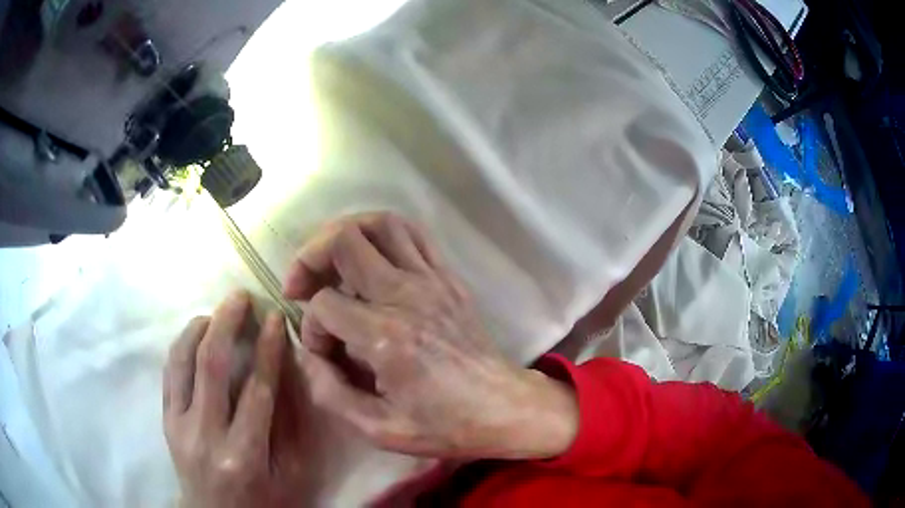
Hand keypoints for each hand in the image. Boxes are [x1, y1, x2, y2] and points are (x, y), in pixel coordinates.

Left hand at [163, 292, 306, 507]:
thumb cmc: (262, 501)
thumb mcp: (290, 475)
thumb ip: (289, 427)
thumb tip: (287, 375)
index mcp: (244, 454)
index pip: (256, 389)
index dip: (267, 349)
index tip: (274, 318)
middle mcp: (205, 434)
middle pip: (211, 365)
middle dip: (227, 323)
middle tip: (240, 297)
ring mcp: (179, 426)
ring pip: (182, 361)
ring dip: (199, 328)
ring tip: (215, 312)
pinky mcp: (166, 421)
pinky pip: (169, 373)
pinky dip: (180, 346)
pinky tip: (194, 334)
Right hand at [283, 213, 578, 459]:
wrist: (503, 408)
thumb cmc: (444, 424)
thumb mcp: (379, 429)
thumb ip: (331, 393)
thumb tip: (307, 354)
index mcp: (386, 337)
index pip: (324, 305)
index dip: (311, 327)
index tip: (324, 352)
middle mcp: (407, 295)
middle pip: (344, 240)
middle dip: (310, 257)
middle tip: (301, 284)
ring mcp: (432, 280)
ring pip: (381, 222)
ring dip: (345, 232)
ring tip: (330, 260)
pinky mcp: (448, 277)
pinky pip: (413, 233)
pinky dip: (383, 233)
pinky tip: (371, 257)